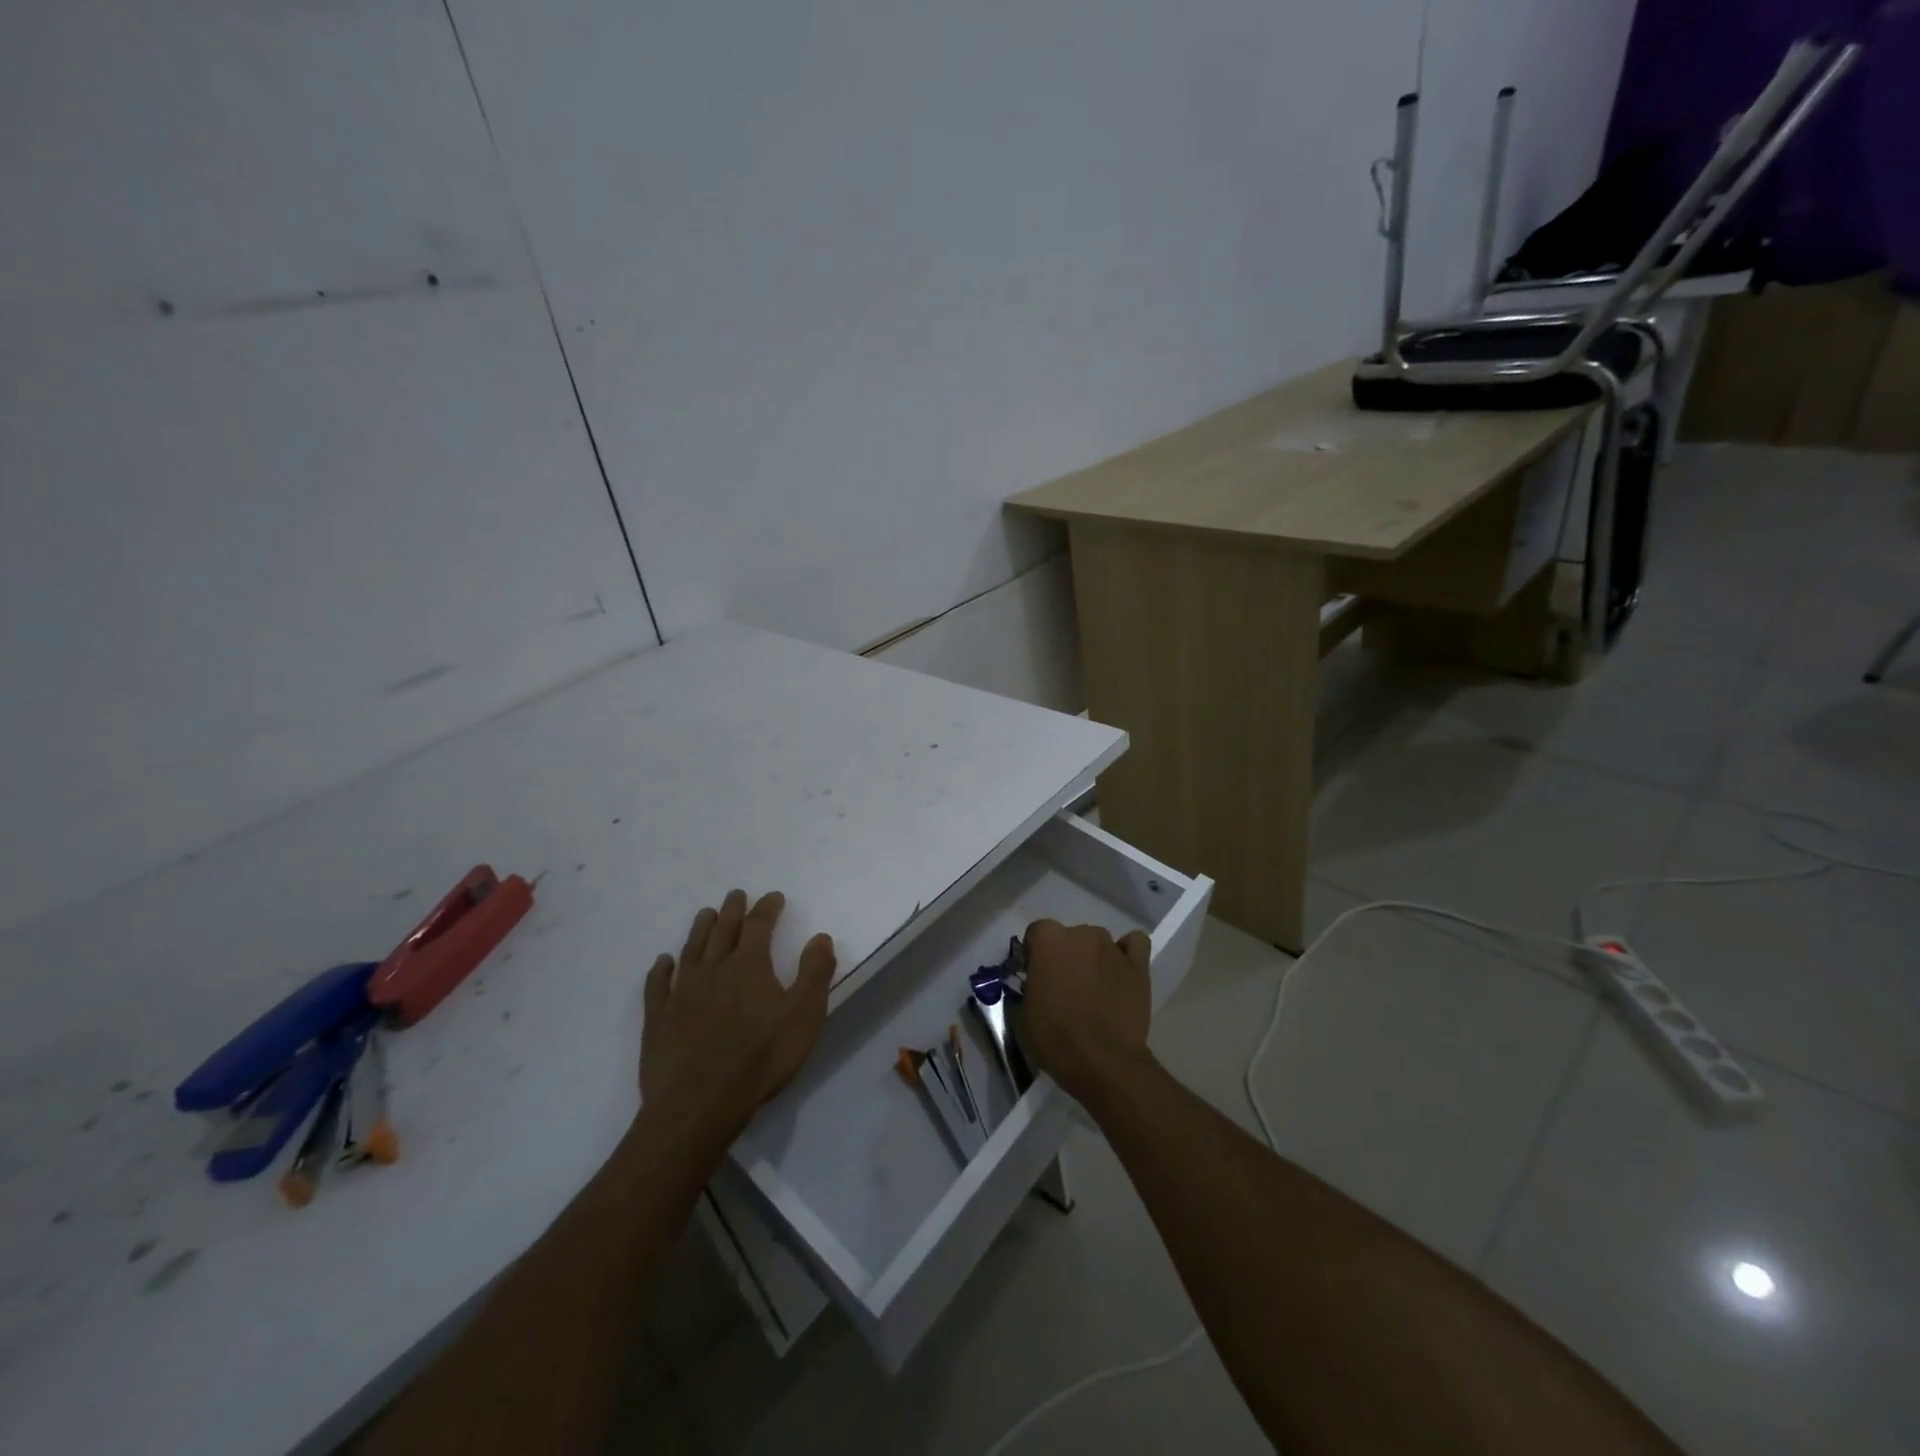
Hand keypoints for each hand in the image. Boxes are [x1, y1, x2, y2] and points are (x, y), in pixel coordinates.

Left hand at [641, 890, 836, 1139]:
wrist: (698, 1104)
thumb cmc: (760, 1059)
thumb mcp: (804, 1016)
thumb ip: (815, 973)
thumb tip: (820, 936)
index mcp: (749, 966)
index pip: (759, 925)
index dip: (767, 908)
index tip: (774, 896)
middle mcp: (713, 970)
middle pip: (723, 931)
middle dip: (733, 910)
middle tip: (736, 895)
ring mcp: (681, 993)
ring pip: (691, 950)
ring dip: (700, 929)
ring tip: (705, 914)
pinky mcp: (658, 1019)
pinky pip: (658, 985)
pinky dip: (661, 969)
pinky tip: (663, 962)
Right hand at [1017, 919, 1154, 1105]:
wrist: (1102, 1062)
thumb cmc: (1055, 1037)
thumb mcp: (1023, 1012)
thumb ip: (1030, 984)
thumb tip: (1039, 982)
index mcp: (1048, 940)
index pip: (1036, 932)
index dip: (1035, 954)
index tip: (1036, 977)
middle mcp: (1081, 933)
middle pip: (1070, 936)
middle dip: (1066, 956)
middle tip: (1065, 987)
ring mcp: (1112, 947)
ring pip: (1098, 942)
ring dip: (1093, 958)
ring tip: (1095, 988)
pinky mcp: (1138, 965)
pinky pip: (1134, 944)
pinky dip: (1127, 952)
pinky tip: (1121, 971)